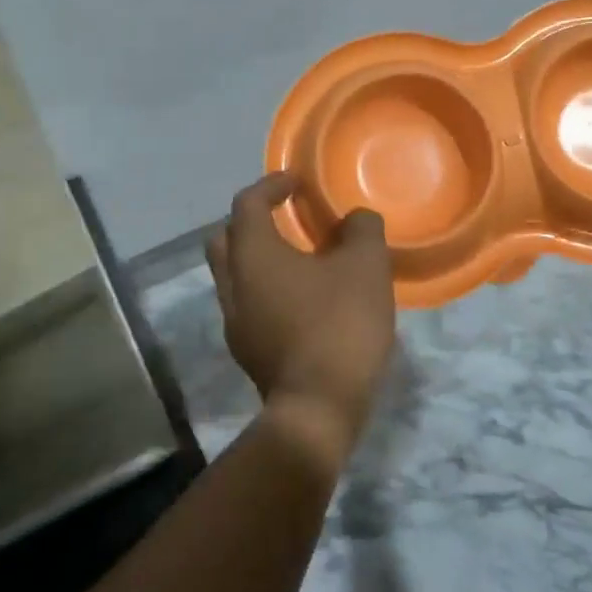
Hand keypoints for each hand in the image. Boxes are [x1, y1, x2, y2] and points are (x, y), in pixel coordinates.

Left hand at [205, 172, 396, 469]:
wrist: (318, 408)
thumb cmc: (339, 324)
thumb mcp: (366, 266)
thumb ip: (361, 229)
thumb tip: (355, 219)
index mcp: (253, 255)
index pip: (247, 203)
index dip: (271, 185)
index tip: (297, 183)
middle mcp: (233, 284)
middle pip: (225, 238)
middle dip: (251, 221)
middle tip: (286, 218)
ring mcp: (234, 321)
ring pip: (234, 275)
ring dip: (258, 259)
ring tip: (299, 260)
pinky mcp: (246, 351)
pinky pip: (248, 305)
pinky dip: (265, 290)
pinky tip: (300, 301)